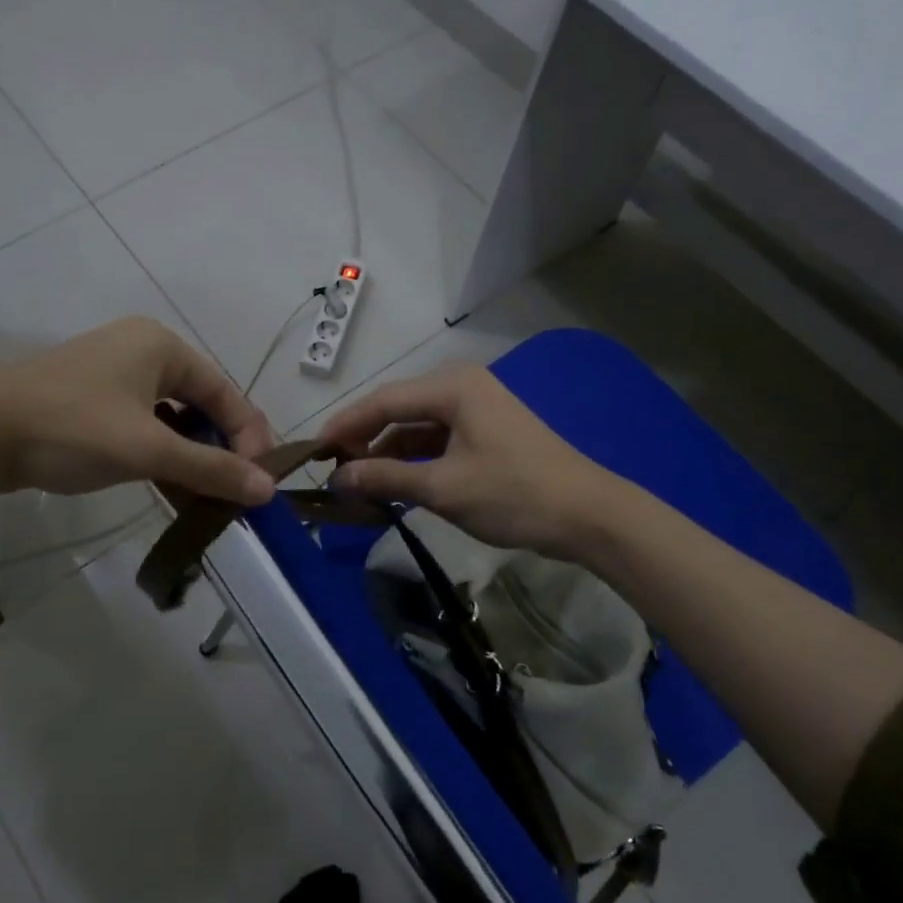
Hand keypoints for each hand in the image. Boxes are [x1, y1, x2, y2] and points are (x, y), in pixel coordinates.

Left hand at [0, 317, 277, 505]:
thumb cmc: (73, 428)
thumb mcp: (148, 450)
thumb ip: (210, 468)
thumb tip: (268, 490)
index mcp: (162, 346)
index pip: (225, 391)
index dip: (249, 436)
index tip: (260, 481)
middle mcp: (142, 349)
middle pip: (200, 402)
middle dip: (219, 447)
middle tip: (234, 490)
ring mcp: (113, 372)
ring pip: (171, 415)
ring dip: (190, 454)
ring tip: (205, 494)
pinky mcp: (91, 397)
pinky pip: (143, 422)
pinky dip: (160, 451)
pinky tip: (168, 483)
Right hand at [316, 364, 607, 557]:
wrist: (589, 515)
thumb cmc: (513, 494)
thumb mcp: (443, 488)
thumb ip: (386, 478)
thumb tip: (338, 478)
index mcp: (452, 387)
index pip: (382, 400)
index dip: (345, 425)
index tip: (313, 451)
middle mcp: (462, 387)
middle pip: (398, 410)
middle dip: (365, 440)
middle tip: (334, 470)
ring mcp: (477, 409)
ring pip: (417, 427)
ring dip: (389, 454)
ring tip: (360, 484)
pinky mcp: (486, 432)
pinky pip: (438, 440)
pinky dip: (415, 461)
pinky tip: (397, 484)